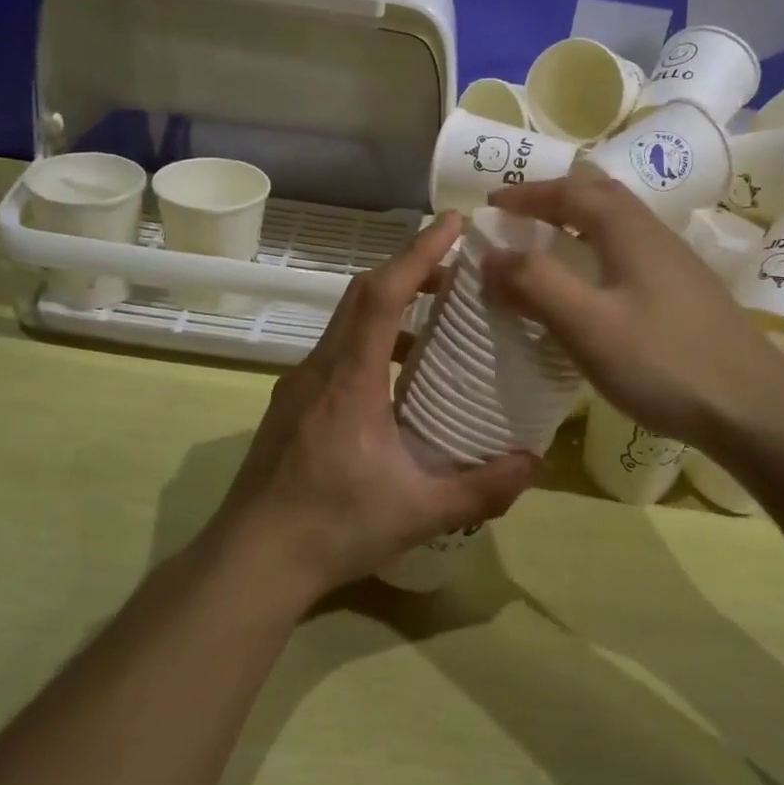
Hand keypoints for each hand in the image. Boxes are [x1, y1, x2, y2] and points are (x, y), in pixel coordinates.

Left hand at [211, 213, 537, 602]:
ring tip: (432, 327)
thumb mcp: (417, 513)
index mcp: (349, 380)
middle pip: (360, 296)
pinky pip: (334, 353)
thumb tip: (533, 463)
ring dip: (387, 309)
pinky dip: (369, 344)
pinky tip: (393, 383)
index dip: (417, 252)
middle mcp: (319, 369)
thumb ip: (480, 489)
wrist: (250, 561)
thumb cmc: (332, 528)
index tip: (452, 224)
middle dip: (408, 271)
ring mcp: (298, 386)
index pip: (381, 295)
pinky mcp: (290, 406)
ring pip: (345, 324)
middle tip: (455, 271)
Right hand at [480, 176, 783, 448]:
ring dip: (577, 227)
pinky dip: (596, 255)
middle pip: (600, 198)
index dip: (528, 193)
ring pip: (618, 227)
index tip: (491, 204)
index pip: (571, 191)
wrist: (755, 409)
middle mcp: (655, 235)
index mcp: (629, 230)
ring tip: (546, 251)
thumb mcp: (587, 324)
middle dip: (554, 201)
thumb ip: (534, 283)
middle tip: (517, 220)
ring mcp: (676, 265)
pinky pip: (629, 256)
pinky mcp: (687, 295)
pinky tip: (592, 292)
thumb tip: (490, 254)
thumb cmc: (663, 361)